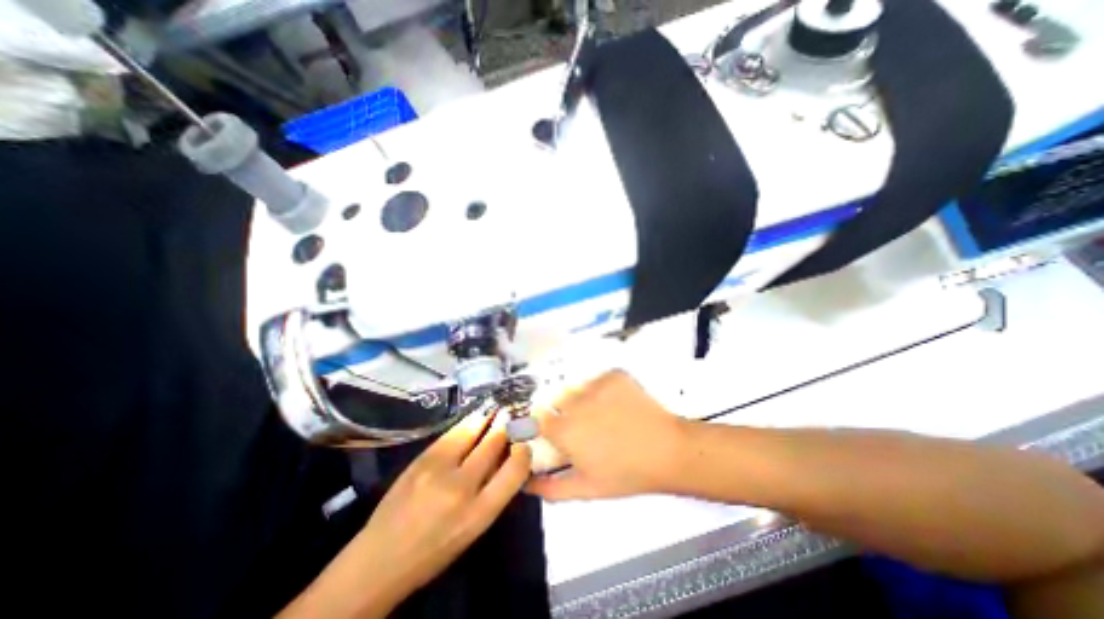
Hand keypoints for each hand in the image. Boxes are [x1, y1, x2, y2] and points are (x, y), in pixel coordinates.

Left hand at [360, 411, 532, 594]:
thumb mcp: (473, 528)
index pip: (515, 470)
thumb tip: (507, 456)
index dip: (523, 451)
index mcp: (479, 513)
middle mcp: (462, 487)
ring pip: (473, 430)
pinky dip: (468, 422)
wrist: (379, 559)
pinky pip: (452, 432)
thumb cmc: (434, 550)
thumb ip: (493, 491)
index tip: (524, 442)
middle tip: (513, 413)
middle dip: (506, 426)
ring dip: (488, 417)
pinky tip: (475, 416)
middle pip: (494, 443)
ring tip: (496, 408)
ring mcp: (438, 468)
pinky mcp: (422, 458)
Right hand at [523, 370, 682, 499]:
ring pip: (579, 389)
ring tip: (607, 416)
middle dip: (567, 413)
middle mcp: (575, 402)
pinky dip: (605, 390)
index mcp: (564, 430)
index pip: (539, 418)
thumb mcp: (587, 488)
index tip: (558, 433)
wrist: (668, 449)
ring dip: (585, 400)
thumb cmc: (626, 474)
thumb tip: (527, 484)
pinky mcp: (614, 375)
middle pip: (559, 401)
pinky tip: (619, 405)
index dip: (547, 426)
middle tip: (588, 428)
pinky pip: (599, 380)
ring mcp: (596, 385)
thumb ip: (552, 488)